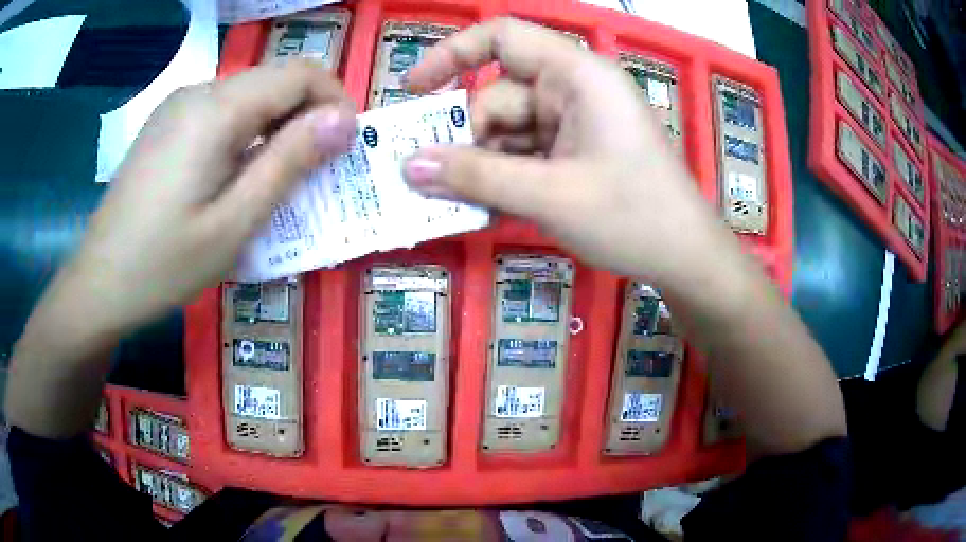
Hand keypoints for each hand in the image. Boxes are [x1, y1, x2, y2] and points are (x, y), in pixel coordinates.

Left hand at [52, 59, 355, 335]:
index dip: (335, 100)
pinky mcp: (166, 125)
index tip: (344, 147)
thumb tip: (343, 120)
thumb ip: (289, 163)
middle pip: (274, 80)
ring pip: (248, 97)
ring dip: (275, 128)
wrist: (98, 283)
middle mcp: (198, 92)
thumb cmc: (163, 265)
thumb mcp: (234, 224)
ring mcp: (178, 106)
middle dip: (306, 117)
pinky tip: (234, 177)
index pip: (300, 73)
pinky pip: (221, 114)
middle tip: (315, 173)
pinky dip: (245, 135)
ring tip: (275, 181)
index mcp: (217, 109)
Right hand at [402, 18, 729, 281]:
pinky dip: (507, 178)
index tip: (414, 91)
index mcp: (577, 75)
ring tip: (463, 205)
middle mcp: (575, 89)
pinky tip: (491, 209)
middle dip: (469, 139)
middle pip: (498, 96)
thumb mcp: (549, 196)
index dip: (451, 54)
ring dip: (484, 166)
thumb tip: (408, 167)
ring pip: (509, 131)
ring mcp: (577, 122)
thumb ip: (476, 178)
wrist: (686, 258)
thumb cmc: (632, 217)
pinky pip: (527, 153)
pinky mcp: (578, 151)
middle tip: (438, 183)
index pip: (503, 37)